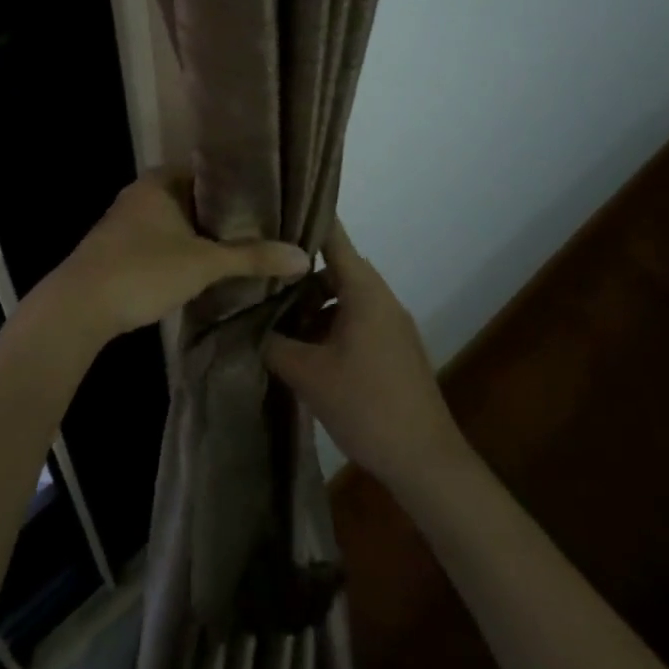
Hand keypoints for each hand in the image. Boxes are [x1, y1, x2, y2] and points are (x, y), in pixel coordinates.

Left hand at [43, 171, 310, 343]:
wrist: (78, 307)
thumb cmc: (142, 270)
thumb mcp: (203, 264)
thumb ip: (252, 257)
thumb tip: (305, 257)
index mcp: (160, 180)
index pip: (210, 170)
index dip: (242, 183)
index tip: (274, 199)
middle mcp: (143, 192)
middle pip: (196, 197)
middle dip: (228, 213)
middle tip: (269, 225)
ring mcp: (129, 221)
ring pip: (180, 221)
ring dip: (207, 234)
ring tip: (249, 245)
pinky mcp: (122, 248)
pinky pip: (165, 240)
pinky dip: (187, 249)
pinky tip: (211, 266)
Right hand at [264, 221, 465, 490]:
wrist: (425, 461)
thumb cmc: (366, 405)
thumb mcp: (308, 374)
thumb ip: (272, 343)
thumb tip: (243, 322)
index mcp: (364, 292)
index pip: (333, 237)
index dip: (305, 218)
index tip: (273, 208)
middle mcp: (381, 298)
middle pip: (335, 267)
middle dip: (297, 271)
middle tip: (260, 273)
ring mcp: (391, 324)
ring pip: (344, 296)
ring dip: (312, 303)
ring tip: (274, 315)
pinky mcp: (394, 349)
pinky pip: (356, 319)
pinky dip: (329, 322)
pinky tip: (303, 347)